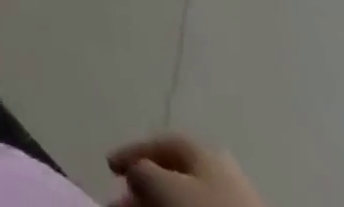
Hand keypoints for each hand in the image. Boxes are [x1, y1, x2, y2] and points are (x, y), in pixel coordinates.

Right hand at [107, 135, 267, 206]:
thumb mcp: (162, 186)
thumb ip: (141, 172)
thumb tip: (136, 173)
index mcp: (201, 148)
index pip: (157, 143)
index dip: (130, 153)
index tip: (108, 167)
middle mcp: (219, 169)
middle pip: (172, 174)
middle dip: (143, 186)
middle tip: (122, 201)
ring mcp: (234, 202)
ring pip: (185, 199)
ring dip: (158, 204)